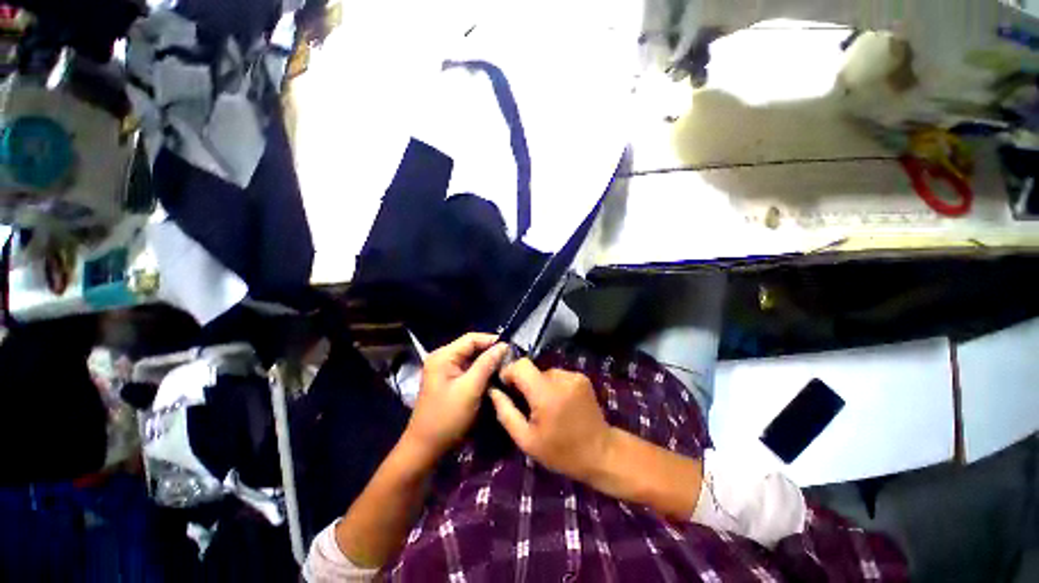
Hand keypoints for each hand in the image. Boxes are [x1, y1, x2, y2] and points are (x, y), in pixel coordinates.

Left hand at [403, 333, 508, 463]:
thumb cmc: (447, 417)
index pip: (471, 339)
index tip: (511, 348)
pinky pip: (468, 370)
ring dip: (487, 362)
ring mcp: (444, 370)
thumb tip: (504, 346)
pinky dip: (481, 372)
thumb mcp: (470, 388)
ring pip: (471, 359)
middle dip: (491, 352)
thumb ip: (487, 364)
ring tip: (506, 366)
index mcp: (443, 356)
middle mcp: (442, 358)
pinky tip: (493, 376)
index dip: (492, 340)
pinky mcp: (448, 381)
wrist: (426, 448)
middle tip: (511, 359)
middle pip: (471, 348)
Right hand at [490, 359, 612, 482]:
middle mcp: (561, 378)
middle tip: (527, 405)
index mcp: (545, 393)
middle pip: (533, 370)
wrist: (601, 453)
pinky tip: (559, 404)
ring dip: (540, 385)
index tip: (506, 387)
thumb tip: (493, 391)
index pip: (521, 365)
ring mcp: (574, 376)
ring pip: (545, 373)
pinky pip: (559, 376)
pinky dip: (553, 386)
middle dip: (525, 384)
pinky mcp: (582, 378)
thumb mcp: (526, 439)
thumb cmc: (561, 451)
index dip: (509, 371)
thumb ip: (506, 412)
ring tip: (545, 407)